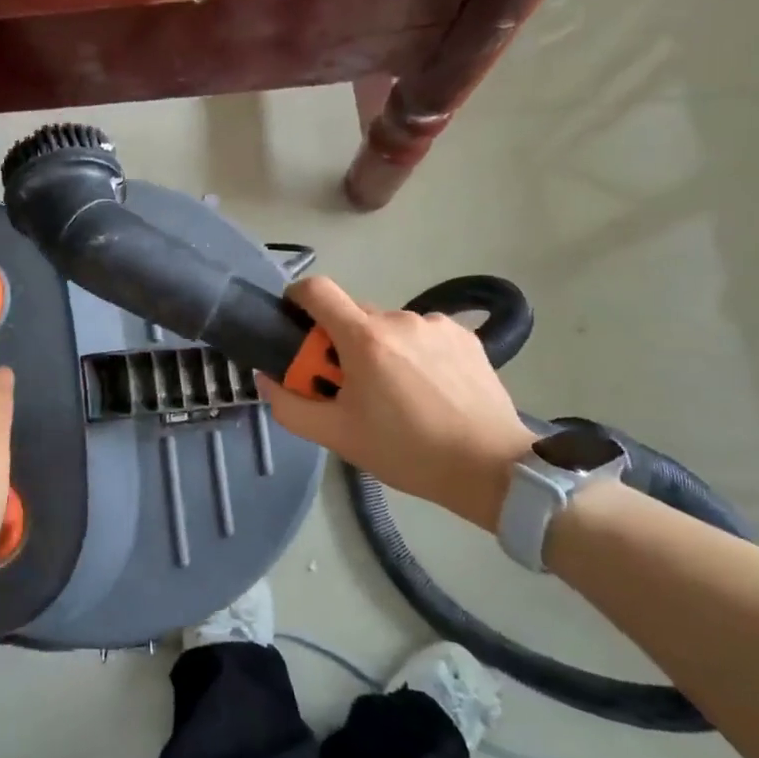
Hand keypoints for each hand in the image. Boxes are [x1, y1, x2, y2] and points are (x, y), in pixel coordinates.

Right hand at [259, 277, 534, 531]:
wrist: (491, 467)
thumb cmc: (406, 451)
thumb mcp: (337, 436)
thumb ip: (290, 405)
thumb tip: (267, 378)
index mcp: (364, 338)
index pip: (317, 290)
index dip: (298, 300)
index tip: (297, 328)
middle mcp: (399, 318)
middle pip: (352, 314)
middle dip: (341, 342)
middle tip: (350, 386)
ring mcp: (436, 324)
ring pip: (389, 327)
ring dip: (381, 350)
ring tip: (398, 394)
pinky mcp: (465, 337)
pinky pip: (422, 335)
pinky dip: (415, 353)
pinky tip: (430, 390)